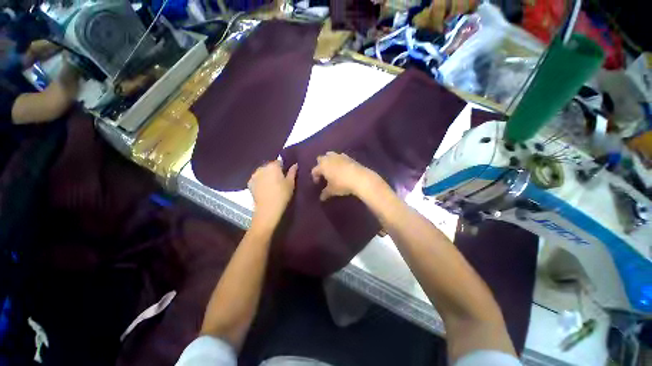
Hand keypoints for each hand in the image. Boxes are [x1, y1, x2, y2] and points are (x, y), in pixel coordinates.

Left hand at [248, 161, 297, 227]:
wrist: (268, 208)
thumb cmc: (282, 194)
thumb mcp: (291, 183)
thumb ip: (292, 172)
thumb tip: (295, 164)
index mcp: (273, 166)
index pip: (279, 162)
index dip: (283, 168)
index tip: (286, 175)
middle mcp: (262, 167)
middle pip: (270, 166)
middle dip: (274, 171)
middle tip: (280, 180)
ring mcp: (254, 175)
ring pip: (263, 172)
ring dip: (266, 175)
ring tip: (271, 185)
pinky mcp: (249, 183)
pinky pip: (257, 179)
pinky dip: (260, 181)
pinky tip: (264, 188)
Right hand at [310, 152, 376, 200]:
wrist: (360, 178)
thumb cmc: (342, 184)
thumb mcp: (332, 190)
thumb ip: (325, 193)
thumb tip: (321, 198)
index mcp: (323, 166)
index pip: (315, 170)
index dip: (315, 177)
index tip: (318, 183)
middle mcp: (329, 159)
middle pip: (320, 159)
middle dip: (320, 165)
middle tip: (324, 174)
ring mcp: (339, 156)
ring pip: (330, 155)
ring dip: (329, 161)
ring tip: (332, 169)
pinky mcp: (348, 156)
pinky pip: (340, 156)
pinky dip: (339, 161)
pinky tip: (342, 167)